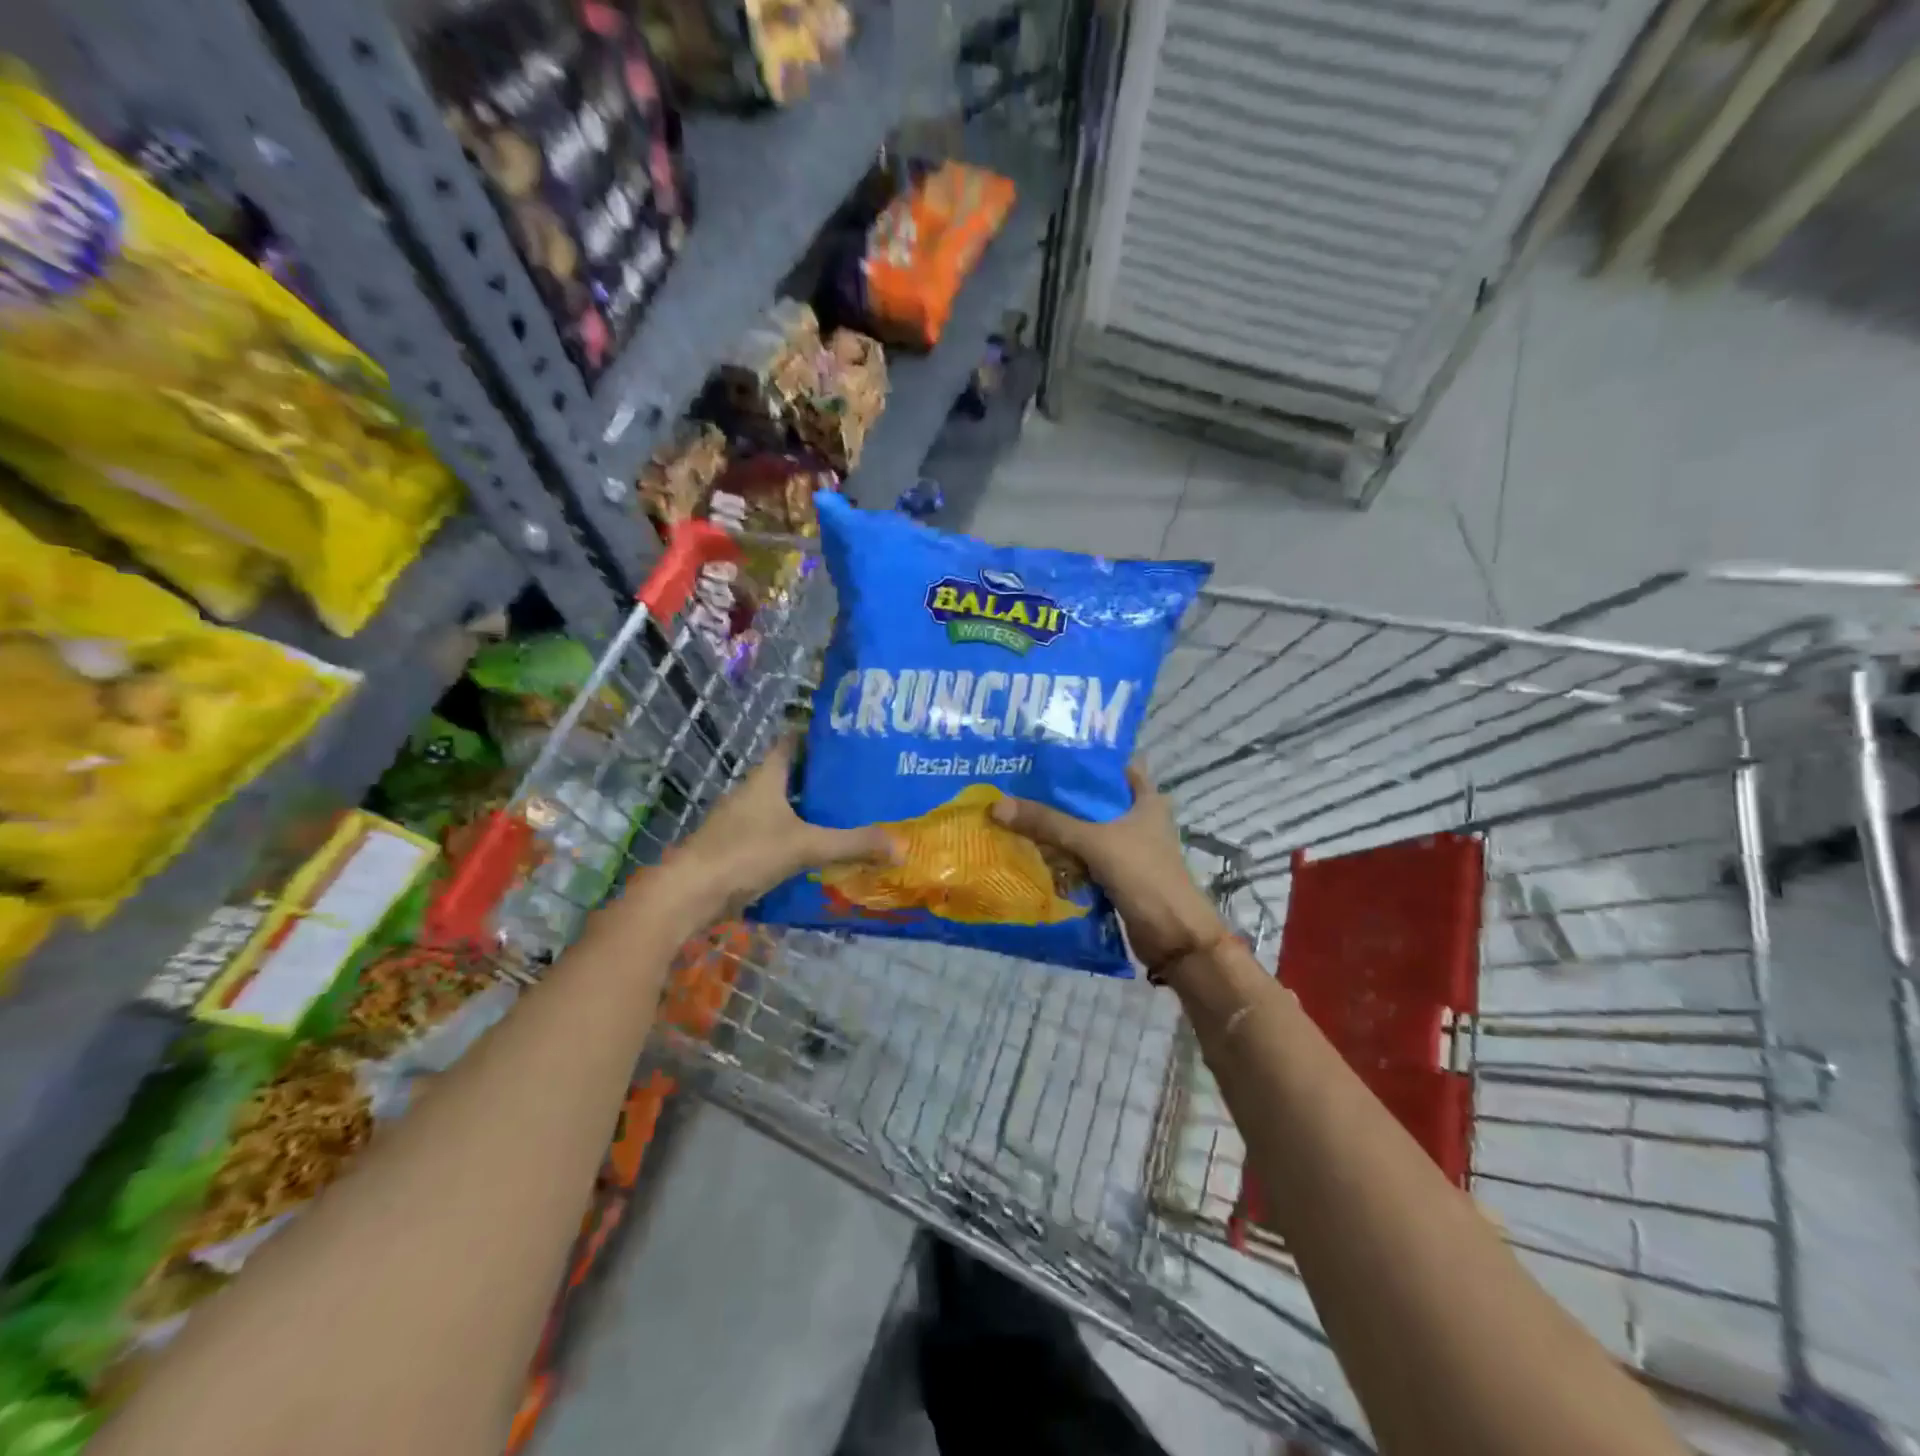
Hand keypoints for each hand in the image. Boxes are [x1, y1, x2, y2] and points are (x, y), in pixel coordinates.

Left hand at [667, 736, 898, 917]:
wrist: (689, 894)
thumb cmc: (746, 853)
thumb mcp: (806, 845)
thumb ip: (853, 843)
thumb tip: (901, 846)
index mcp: (766, 778)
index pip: (793, 743)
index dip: (819, 739)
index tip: (851, 741)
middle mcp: (752, 793)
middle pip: (792, 777)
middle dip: (824, 780)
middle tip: (863, 784)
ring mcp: (741, 822)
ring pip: (783, 808)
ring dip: (811, 812)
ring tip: (850, 817)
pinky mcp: (738, 849)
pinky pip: (775, 835)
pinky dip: (797, 838)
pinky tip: (820, 853)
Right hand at [989, 761, 1227, 967]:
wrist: (1174, 937)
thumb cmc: (1145, 876)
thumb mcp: (1094, 842)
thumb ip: (1048, 823)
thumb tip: (997, 805)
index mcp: (1146, 800)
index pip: (1117, 765)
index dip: (1087, 757)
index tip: (1049, 752)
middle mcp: (1138, 820)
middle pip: (1094, 799)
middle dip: (1060, 795)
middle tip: (1019, 783)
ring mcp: (1128, 850)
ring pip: (1086, 831)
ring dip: (1058, 828)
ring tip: (1016, 813)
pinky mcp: (1117, 876)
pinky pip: (1083, 859)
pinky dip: (1062, 857)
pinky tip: (1031, 851)